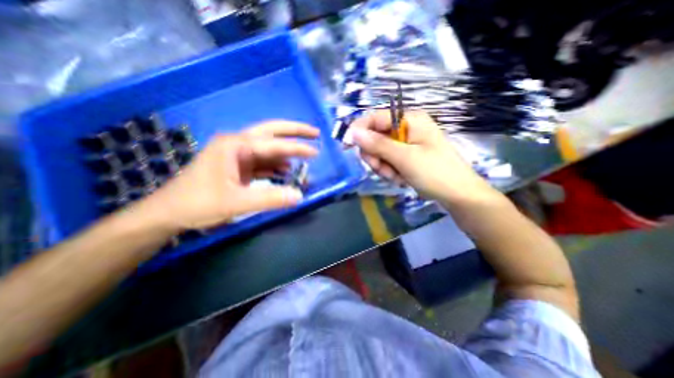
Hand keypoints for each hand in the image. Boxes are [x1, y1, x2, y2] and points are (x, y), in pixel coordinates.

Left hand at [142, 122, 320, 229]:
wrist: (169, 213)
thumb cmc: (198, 204)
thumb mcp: (236, 203)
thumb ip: (269, 198)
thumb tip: (299, 195)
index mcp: (234, 145)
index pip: (274, 143)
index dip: (297, 147)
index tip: (316, 151)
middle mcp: (237, 144)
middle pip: (271, 132)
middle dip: (294, 132)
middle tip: (314, 133)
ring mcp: (237, 155)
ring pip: (269, 148)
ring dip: (286, 153)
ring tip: (305, 157)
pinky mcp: (238, 167)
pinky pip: (263, 162)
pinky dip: (277, 166)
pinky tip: (287, 172)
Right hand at [351, 111, 495, 205]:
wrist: (458, 195)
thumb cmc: (435, 173)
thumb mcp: (405, 158)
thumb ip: (378, 144)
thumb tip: (352, 132)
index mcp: (410, 119)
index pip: (375, 118)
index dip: (359, 130)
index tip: (347, 145)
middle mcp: (406, 128)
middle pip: (375, 137)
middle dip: (375, 156)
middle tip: (383, 169)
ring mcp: (405, 143)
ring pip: (379, 152)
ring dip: (383, 167)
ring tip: (396, 176)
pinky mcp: (405, 157)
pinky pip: (387, 161)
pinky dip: (390, 171)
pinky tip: (401, 178)